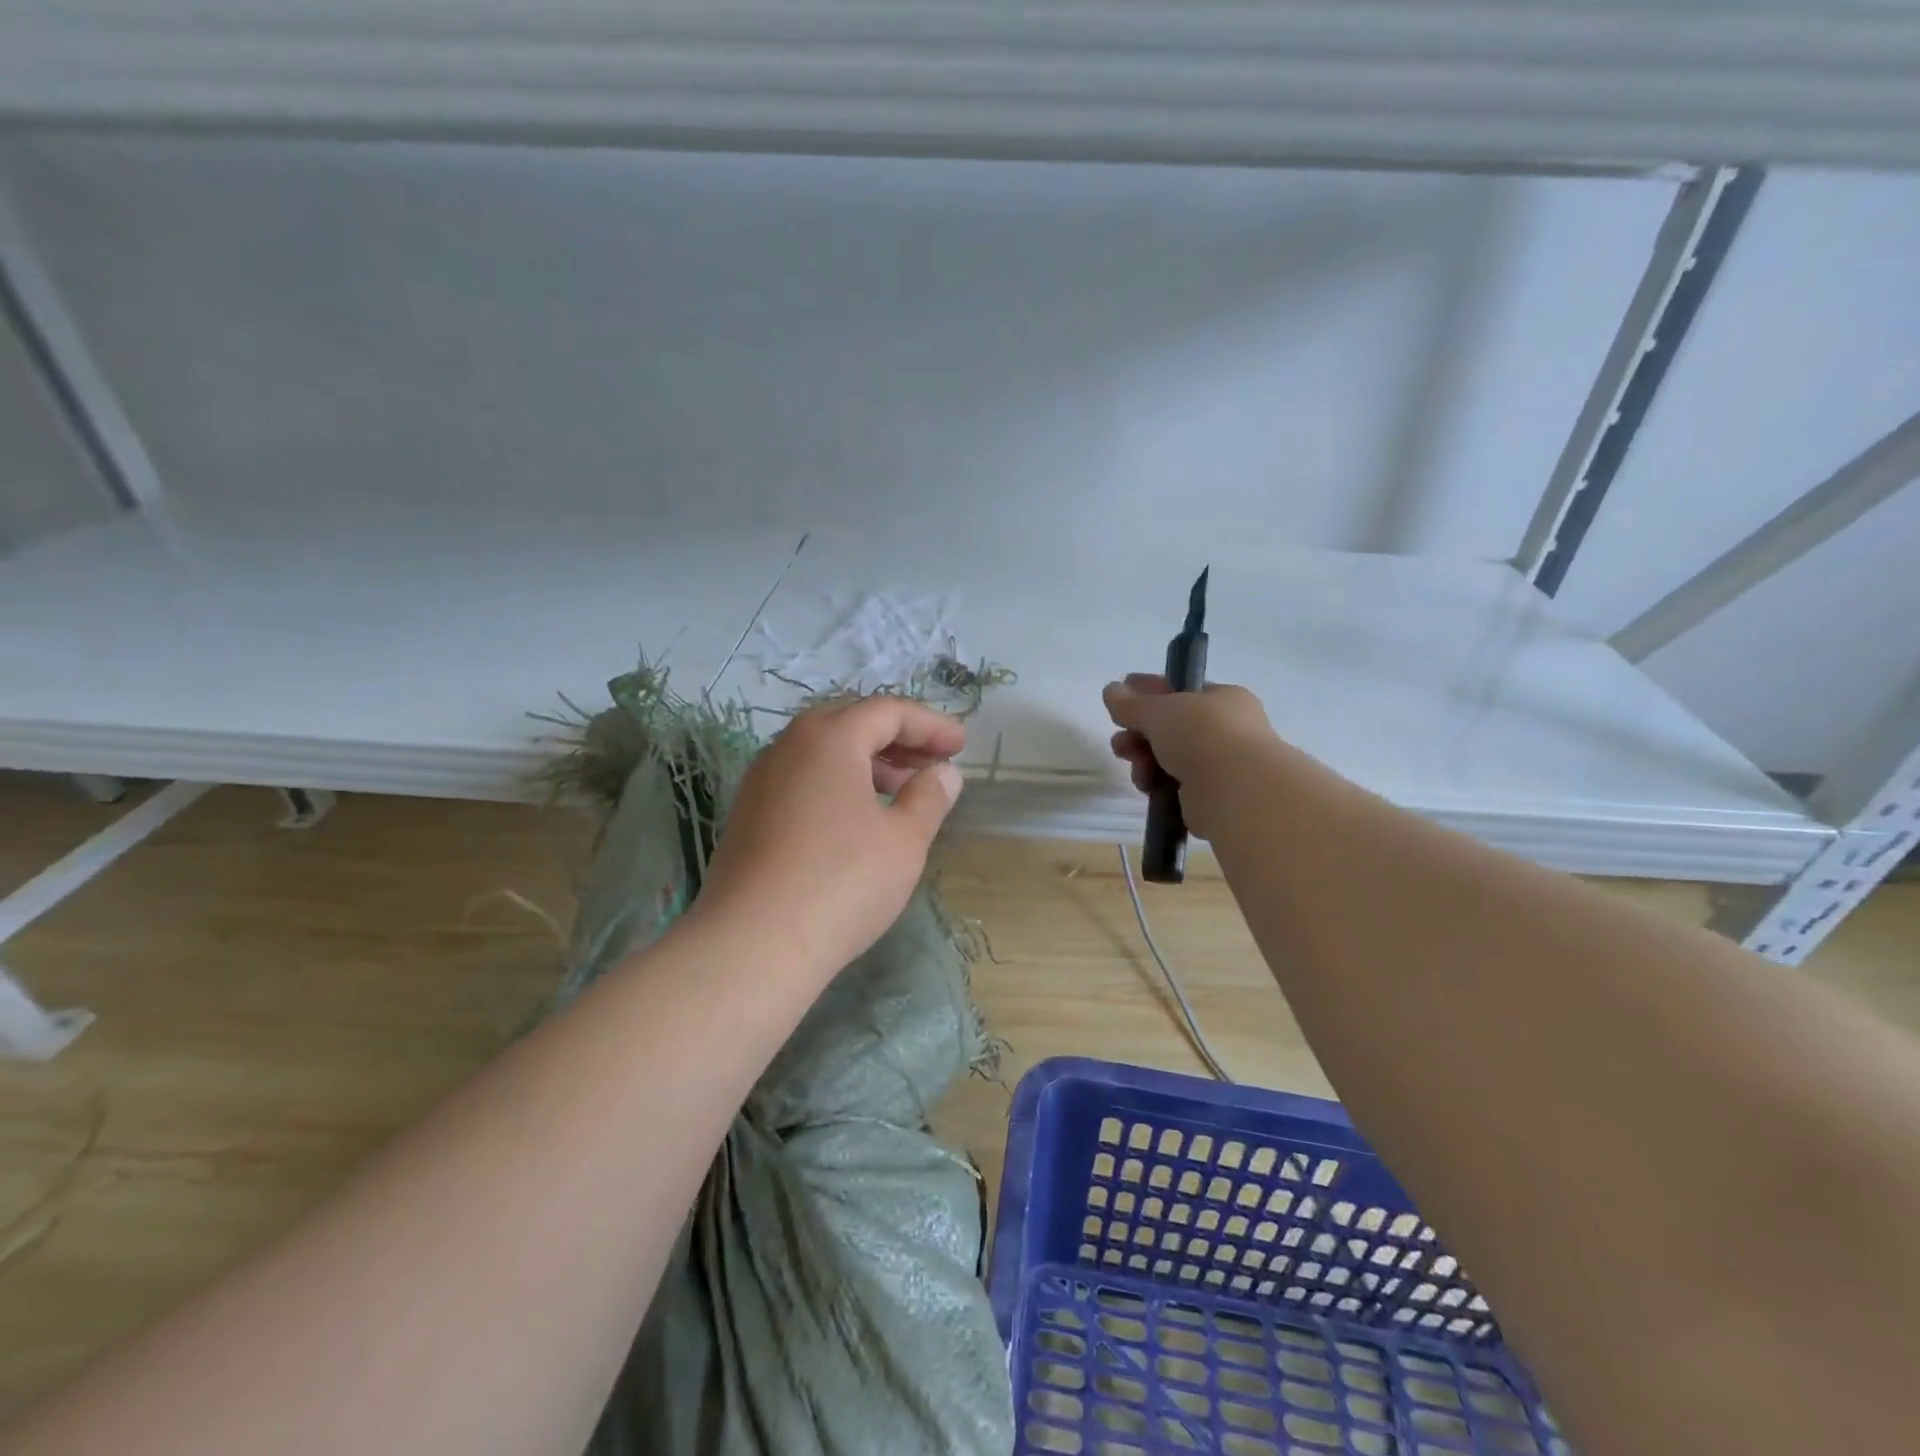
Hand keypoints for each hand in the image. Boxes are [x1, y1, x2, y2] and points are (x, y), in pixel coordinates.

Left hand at [692, 696, 965, 981]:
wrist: (752, 945)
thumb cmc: (842, 882)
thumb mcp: (904, 840)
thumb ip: (929, 797)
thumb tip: (944, 774)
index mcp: (828, 738)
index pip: (887, 711)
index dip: (930, 725)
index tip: (961, 746)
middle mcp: (788, 747)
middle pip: (851, 724)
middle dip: (898, 739)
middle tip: (932, 764)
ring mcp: (761, 781)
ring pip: (823, 754)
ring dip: (868, 763)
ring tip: (902, 792)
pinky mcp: (748, 815)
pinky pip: (803, 781)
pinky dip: (838, 785)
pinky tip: (858, 821)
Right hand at [1103, 674, 1275, 838]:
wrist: (1236, 790)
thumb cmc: (1202, 735)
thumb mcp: (1159, 711)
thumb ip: (1131, 703)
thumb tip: (1110, 689)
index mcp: (1223, 698)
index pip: (1180, 690)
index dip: (1148, 692)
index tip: (1120, 697)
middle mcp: (1226, 729)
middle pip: (1170, 727)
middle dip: (1139, 734)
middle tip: (1119, 743)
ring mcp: (1221, 764)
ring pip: (1169, 757)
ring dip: (1144, 761)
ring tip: (1136, 768)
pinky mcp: (1211, 797)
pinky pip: (1174, 785)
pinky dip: (1158, 784)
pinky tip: (1148, 787)